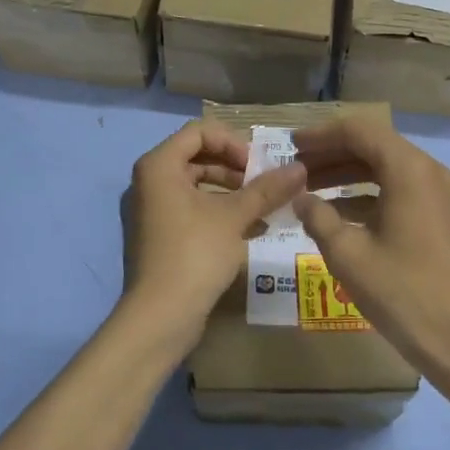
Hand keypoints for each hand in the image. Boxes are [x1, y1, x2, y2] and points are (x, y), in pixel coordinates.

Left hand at [120, 121, 307, 356]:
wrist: (160, 317)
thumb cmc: (194, 254)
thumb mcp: (234, 217)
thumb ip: (267, 189)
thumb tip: (301, 167)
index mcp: (159, 166)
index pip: (199, 132)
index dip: (232, 142)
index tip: (256, 166)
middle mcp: (149, 182)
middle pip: (197, 157)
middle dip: (234, 168)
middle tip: (263, 186)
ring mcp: (151, 210)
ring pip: (196, 186)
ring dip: (231, 192)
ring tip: (263, 209)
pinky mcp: (159, 236)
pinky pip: (190, 210)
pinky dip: (218, 213)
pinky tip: (251, 230)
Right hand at [292, 117, 449, 383]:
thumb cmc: (401, 292)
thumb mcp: (348, 254)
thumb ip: (318, 217)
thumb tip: (299, 198)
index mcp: (408, 170)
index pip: (359, 131)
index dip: (321, 135)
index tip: (290, 145)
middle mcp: (427, 171)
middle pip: (373, 145)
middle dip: (331, 153)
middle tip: (294, 165)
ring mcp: (437, 194)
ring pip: (384, 167)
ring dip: (346, 173)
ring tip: (307, 188)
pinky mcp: (438, 215)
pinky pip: (396, 189)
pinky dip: (364, 193)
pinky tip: (334, 212)